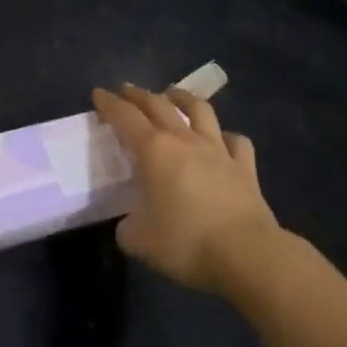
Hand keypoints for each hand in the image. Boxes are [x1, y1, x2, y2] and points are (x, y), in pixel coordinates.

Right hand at [92, 82, 282, 296]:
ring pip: (200, 110)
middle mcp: (184, 140)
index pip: (125, 116)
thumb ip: (127, 227)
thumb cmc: (186, 243)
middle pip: (158, 104)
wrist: (248, 255)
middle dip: (138, 94)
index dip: (109, 103)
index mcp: (153, 150)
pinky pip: (236, 141)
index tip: (98, 94)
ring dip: (183, 98)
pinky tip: (222, 140)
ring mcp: (218, 150)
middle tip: (127, 91)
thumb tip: (130, 223)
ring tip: (173, 95)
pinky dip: (226, 137)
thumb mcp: (139, 241)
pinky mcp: (245, 168)